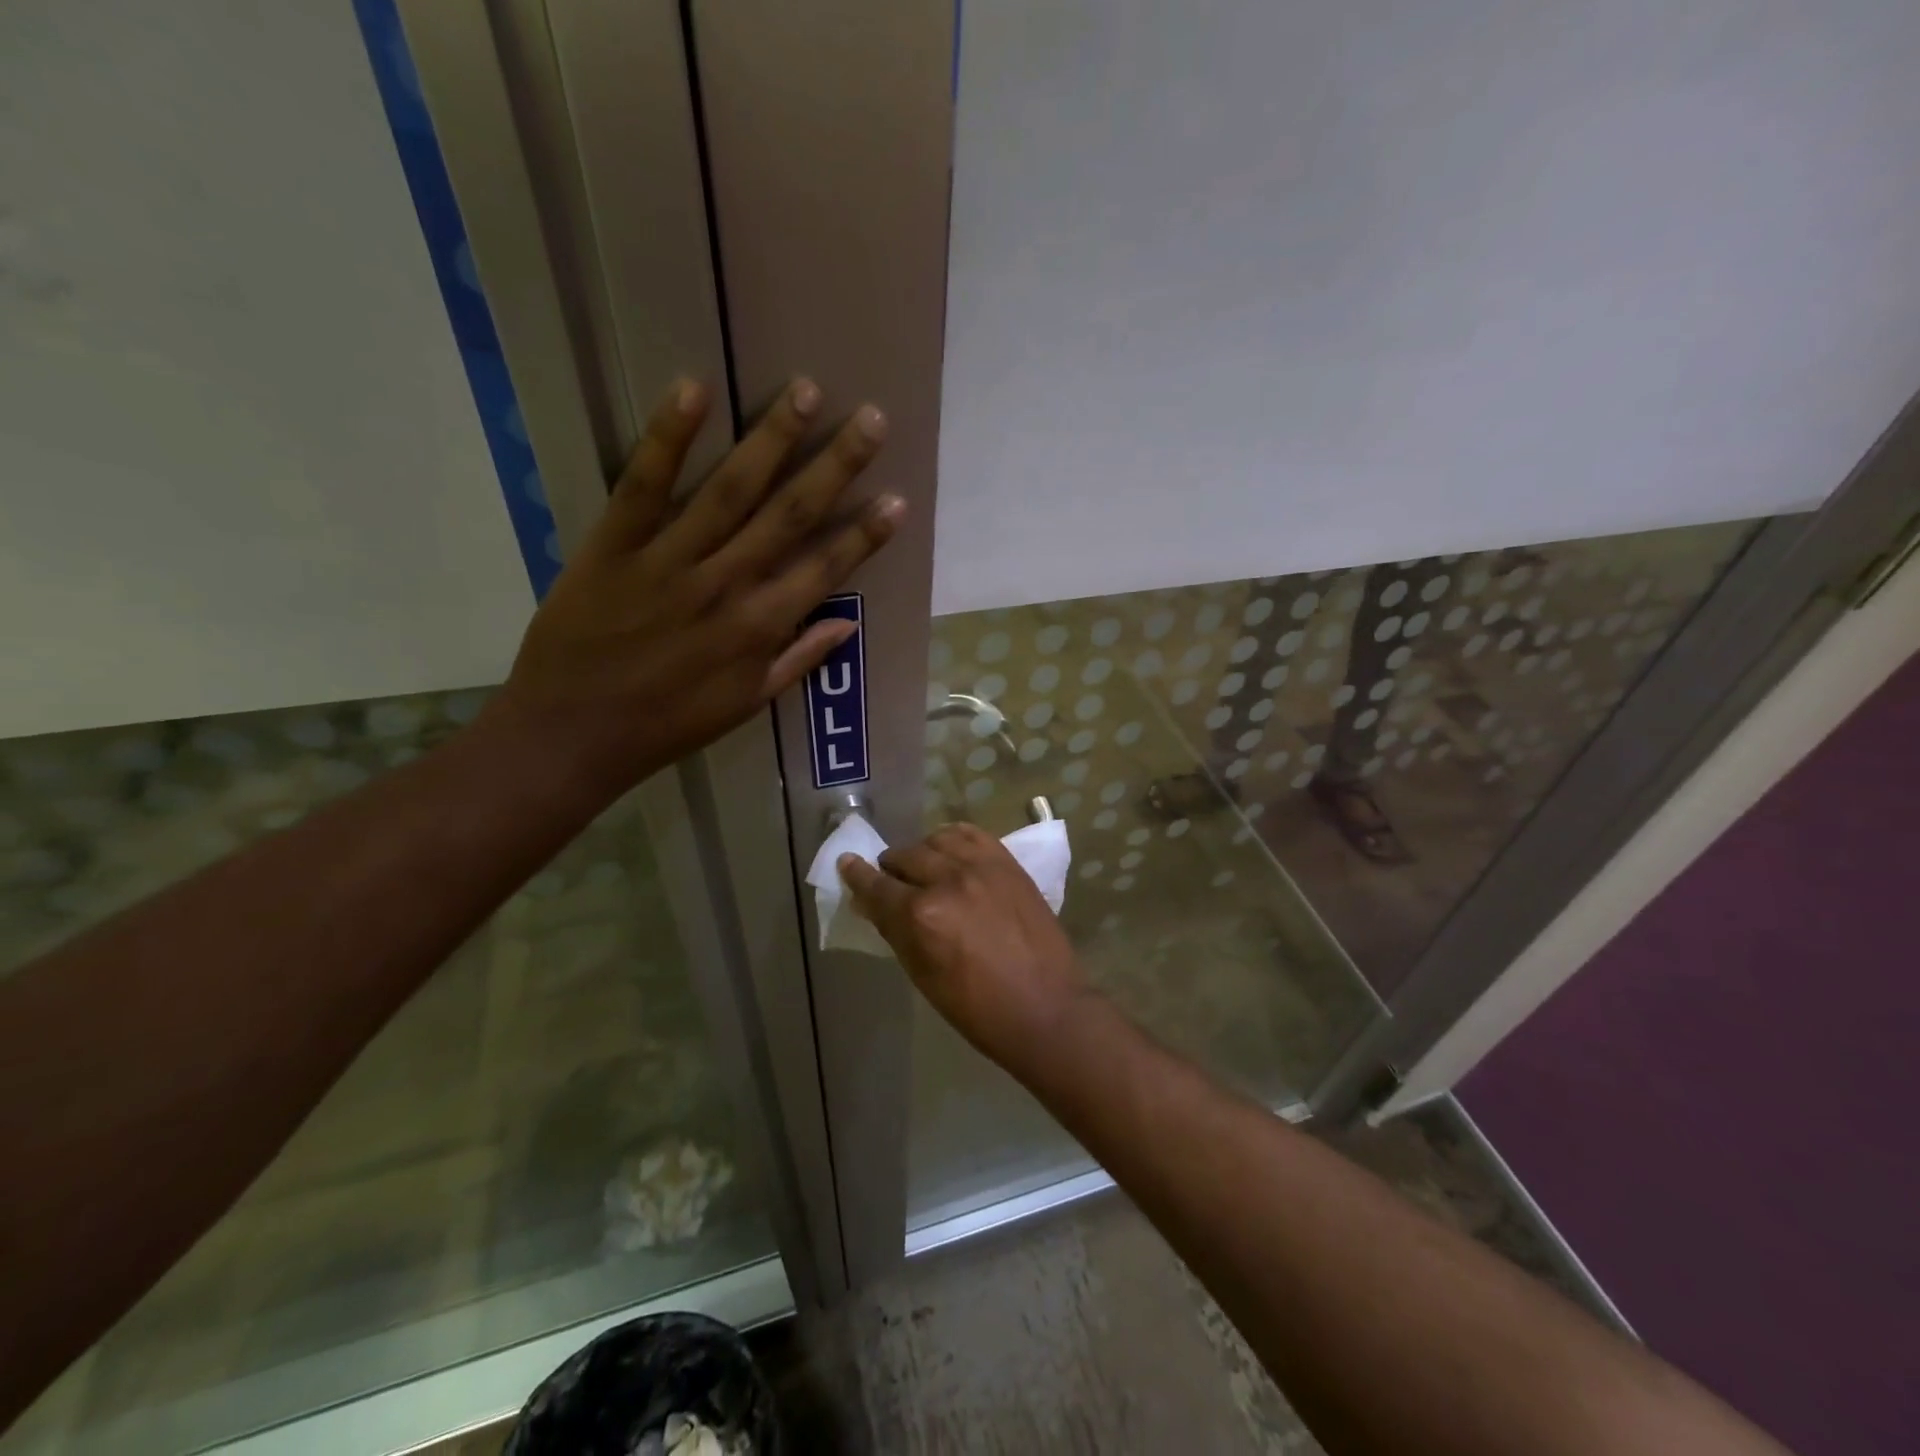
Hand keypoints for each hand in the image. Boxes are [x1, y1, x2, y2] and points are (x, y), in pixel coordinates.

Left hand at [487, 377, 901, 800]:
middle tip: (872, 419)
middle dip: (835, 465)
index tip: (898, 498)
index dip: (865, 534)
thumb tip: (847, 622)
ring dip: (771, 438)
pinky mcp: (613, 545)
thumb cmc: (668, 724)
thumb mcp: (745, 704)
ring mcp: (668, 561)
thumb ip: (798, 660)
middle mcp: (725, 585)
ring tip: (807, 390)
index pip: (825, 569)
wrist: (573, 734)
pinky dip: (667, 438)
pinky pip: (643, 485)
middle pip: (788, 515)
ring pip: (729, 490)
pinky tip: (693, 389)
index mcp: (759, 628)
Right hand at [838, 824, 1089, 1070]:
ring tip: (926, 869)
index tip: (847, 864)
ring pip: (936, 839)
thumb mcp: (923, 976)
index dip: (857, 876)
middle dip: (891, 869)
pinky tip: (952, 852)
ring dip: (923, 852)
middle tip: (893, 883)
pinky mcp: (1008, 862)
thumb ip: (895, 932)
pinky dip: (954, 839)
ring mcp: (982, 866)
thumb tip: (871, 903)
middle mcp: (948, 880)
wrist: (1046, 1008)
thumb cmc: (977, 1008)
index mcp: (921, 916)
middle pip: (904, 857)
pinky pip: (971, 834)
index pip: (877, 886)